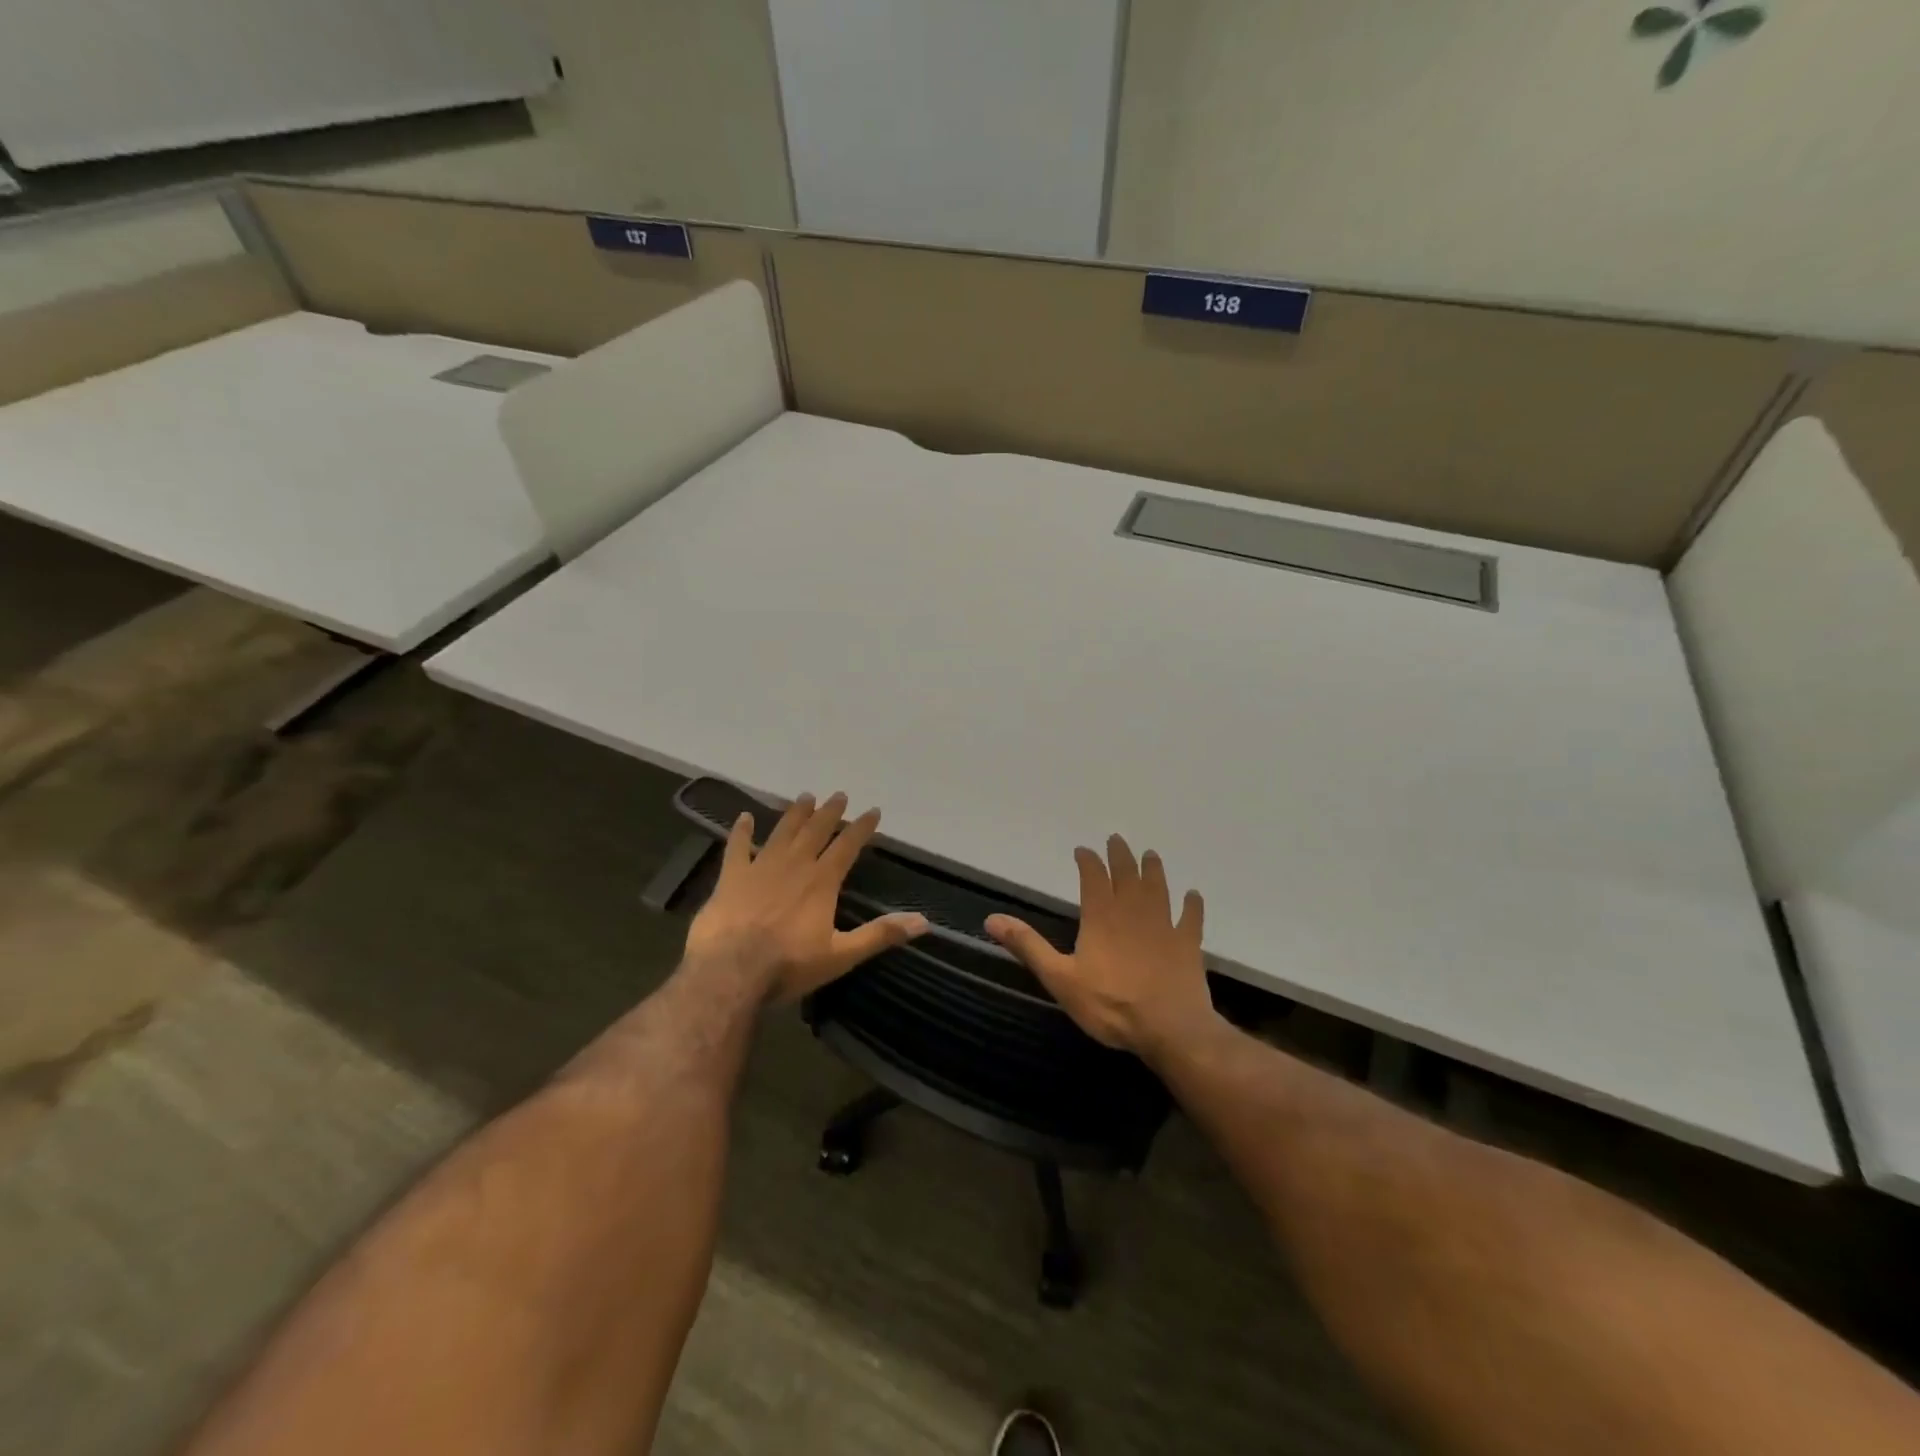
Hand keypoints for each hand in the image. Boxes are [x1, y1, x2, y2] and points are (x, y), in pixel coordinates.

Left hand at [684, 792, 927, 1002]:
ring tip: (805, 797)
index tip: (873, 810)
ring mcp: (760, 867)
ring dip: (795, 814)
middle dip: (830, 812)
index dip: (862, 827)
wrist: (730, 971)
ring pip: (782, 832)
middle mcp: (794, 865)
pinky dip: (741, 831)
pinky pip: (737, 847)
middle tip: (839, 795)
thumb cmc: (789, 965)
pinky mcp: (731, 877)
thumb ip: (880, 934)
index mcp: (822, 881)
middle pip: (816, 831)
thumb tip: (924, 922)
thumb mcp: (842, 955)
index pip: (847, 846)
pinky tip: (744, 816)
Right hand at [986, 835, 1213, 1058]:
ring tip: (1151, 855)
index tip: (1083, 850)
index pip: (1093, 878)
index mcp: (1101, 917)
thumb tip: (992, 918)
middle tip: (1117, 840)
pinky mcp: (1188, 944)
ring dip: (1153, 870)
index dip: (1088, 862)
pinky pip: (1191, 919)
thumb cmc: (1110, 1004)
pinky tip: (1193, 896)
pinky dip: (1192, 905)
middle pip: (1127, 875)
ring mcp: (1164, 926)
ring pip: (1159, 889)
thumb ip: (1028, 946)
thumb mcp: (1059, 978)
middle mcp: (1133, 912)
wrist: (1169, 1028)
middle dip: (1120, 856)